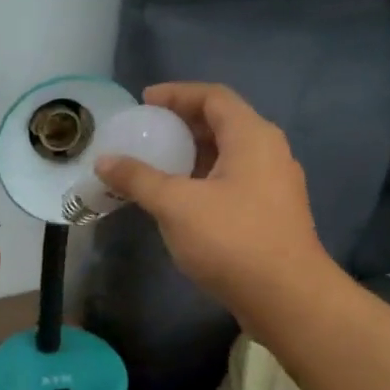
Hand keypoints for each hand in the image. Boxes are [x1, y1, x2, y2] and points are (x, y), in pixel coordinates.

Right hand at [93, 83, 336, 329]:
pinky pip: (233, 181)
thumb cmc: (231, 239)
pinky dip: (203, 179)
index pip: (213, 97)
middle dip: (183, 123)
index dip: (177, 93)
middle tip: (148, 131)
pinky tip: (180, 200)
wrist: (285, 296)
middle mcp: (269, 152)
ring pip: (228, 155)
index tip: (145, 101)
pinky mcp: (271, 213)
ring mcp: (274, 184)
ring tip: (157, 164)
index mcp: (252, 136)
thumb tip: (104, 161)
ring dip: (192, 154)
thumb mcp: (175, 205)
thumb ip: (138, 179)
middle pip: (223, 123)